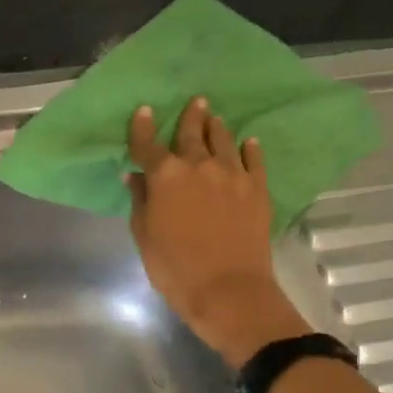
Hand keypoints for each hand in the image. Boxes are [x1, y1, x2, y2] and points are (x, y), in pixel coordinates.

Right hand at [125, 97, 309, 366]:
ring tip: (215, 117)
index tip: (144, 111)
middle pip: (191, 133)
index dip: (143, 127)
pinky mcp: (257, 189)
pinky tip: (249, 142)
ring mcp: (232, 175)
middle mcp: (199, 166)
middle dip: (190, 116)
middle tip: (195, 101)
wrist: (229, 291)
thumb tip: (134, 176)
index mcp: (165, 176)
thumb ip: (140, 202)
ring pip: (223, 140)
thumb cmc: (176, 269)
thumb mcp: (145, 237)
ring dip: (216, 127)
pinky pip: (254, 160)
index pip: (148, 144)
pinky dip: (250, 148)